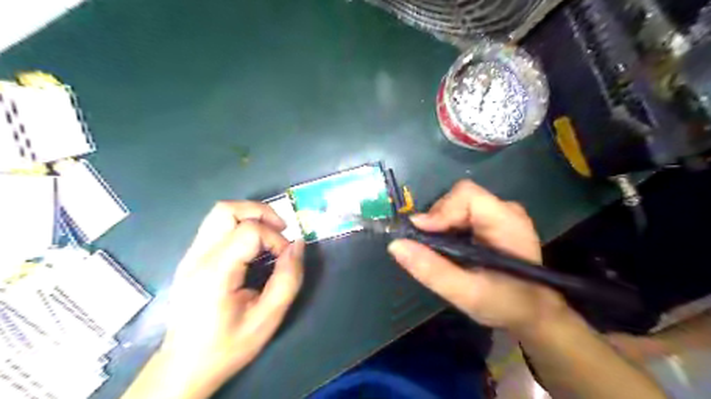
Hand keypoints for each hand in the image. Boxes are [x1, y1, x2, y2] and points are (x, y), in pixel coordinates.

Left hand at [157, 202, 301, 396]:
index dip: (275, 239)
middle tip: (281, 230)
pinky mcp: (190, 258)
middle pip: (226, 210)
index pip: (249, 231)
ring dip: (250, 216)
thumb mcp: (268, 318)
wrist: (184, 367)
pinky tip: (252, 246)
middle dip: (261, 212)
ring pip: (219, 213)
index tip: (285, 258)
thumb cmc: (227, 345)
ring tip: (269, 234)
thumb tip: (298, 245)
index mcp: (214, 272)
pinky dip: (240, 225)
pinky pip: (216, 227)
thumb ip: (288, 279)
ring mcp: (190, 255)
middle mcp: (197, 257)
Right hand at [388, 181, 566, 332]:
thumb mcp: (465, 294)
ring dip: (441, 223)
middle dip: (438, 219)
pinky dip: (449, 227)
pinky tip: (449, 247)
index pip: (467, 195)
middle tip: (428, 246)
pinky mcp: (494, 221)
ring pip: (459, 204)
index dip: (440, 210)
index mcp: (507, 222)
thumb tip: (396, 245)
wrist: (534, 313)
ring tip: (438, 250)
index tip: (421, 234)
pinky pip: (463, 213)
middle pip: (460, 197)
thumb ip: (431, 269)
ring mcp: (501, 214)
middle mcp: (505, 210)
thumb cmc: (506, 304)